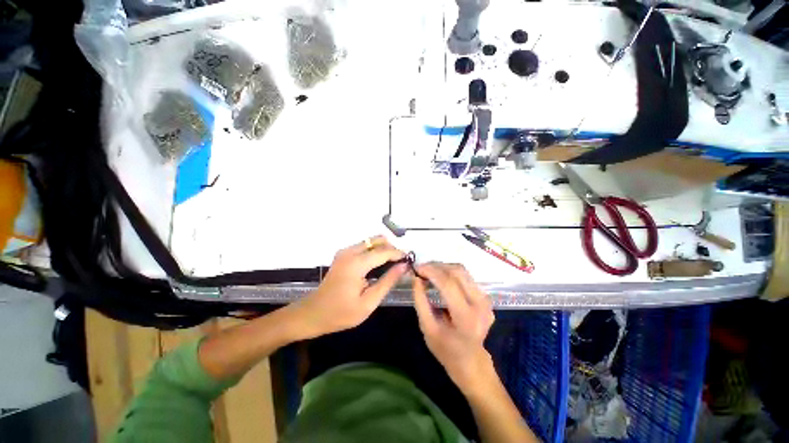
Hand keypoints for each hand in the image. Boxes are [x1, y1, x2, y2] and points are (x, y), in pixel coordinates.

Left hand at [294, 236, 406, 338]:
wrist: (314, 313)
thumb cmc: (341, 313)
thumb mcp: (369, 302)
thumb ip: (387, 282)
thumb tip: (403, 267)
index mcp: (356, 264)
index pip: (383, 251)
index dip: (398, 254)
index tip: (409, 261)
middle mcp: (350, 252)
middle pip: (377, 240)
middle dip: (391, 248)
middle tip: (400, 263)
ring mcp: (345, 252)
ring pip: (370, 241)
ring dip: (383, 249)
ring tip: (392, 265)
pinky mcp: (343, 254)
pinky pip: (364, 246)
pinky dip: (374, 251)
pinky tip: (378, 265)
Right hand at [412, 263, 495, 393]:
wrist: (471, 361)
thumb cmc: (446, 350)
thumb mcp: (427, 328)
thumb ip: (421, 302)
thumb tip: (416, 278)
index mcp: (466, 317)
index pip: (448, 284)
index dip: (431, 272)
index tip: (417, 268)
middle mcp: (480, 304)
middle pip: (458, 272)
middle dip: (437, 266)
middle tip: (422, 268)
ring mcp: (486, 300)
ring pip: (463, 271)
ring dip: (444, 267)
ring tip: (429, 271)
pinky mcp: (486, 298)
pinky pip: (466, 277)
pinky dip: (451, 273)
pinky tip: (440, 278)